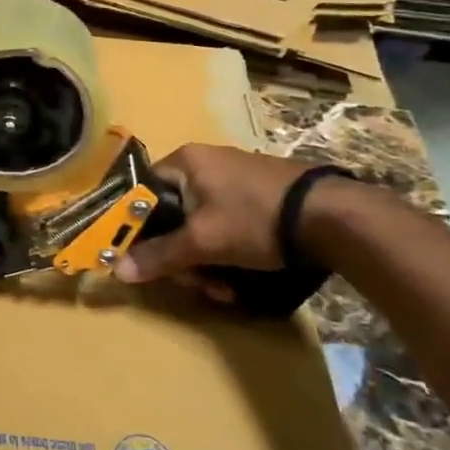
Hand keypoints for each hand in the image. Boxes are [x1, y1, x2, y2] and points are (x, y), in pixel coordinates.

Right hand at [114, 144, 318, 288]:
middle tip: (199, 284)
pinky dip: (226, 251)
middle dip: (182, 257)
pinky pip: (224, 224)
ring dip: (205, 262)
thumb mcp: (203, 242)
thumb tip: (117, 270)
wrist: (332, 217)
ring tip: (226, 289)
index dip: (140, 229)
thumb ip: (159, 256)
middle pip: (172, 215)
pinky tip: (240, 277)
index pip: (142, 193)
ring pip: (199, 225)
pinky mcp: (258, 194)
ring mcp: (234, 177)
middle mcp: (205, 162)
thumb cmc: (255, 219)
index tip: (150, 261)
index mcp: (184, 161)